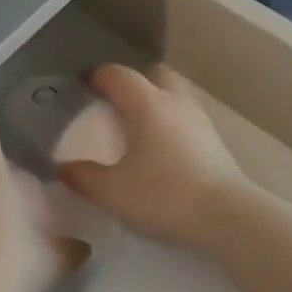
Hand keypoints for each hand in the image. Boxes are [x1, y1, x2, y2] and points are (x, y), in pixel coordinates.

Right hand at [56, 65, 247, 249]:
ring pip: (175, 94)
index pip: (118, 75)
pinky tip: (164, 147)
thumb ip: (84, 178)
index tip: (84, 85)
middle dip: (134, 81)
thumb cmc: (165, 195)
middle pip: (154, 74)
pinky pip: (187, 116)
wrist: (228, 217)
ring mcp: (199, 119)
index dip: (98, 76)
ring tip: (140, 124)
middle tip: (117, 101)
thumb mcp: (114, 192)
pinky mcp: (215, 140)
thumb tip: (63, 167)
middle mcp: (174, 102)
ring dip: (157, 100)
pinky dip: (172, 121)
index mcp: (146, 104)